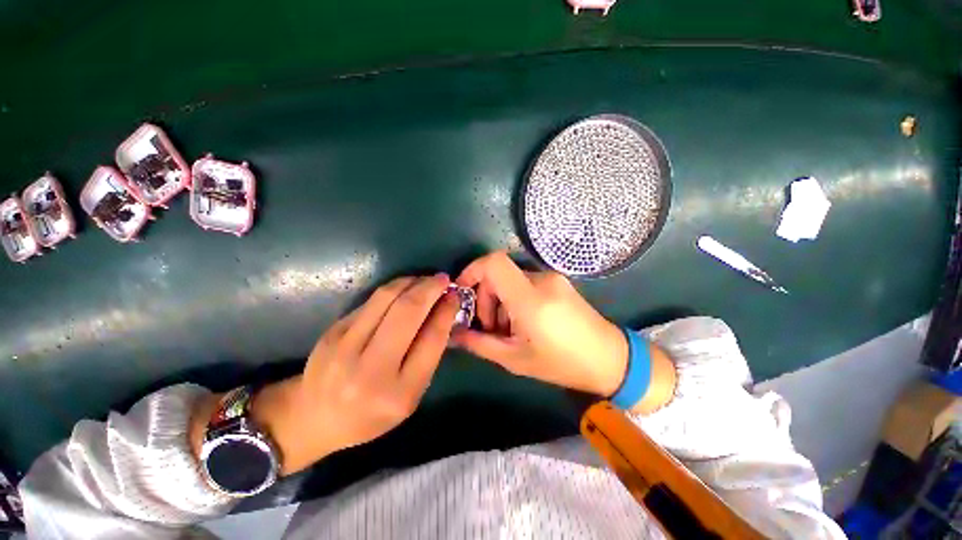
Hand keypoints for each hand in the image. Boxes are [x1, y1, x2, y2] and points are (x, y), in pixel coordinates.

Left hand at [192, 274, 460, 475]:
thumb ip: (428, 356)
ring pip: (386, 298)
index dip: (447, 311)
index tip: (455, 295)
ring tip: (425, 280)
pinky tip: (403, 288)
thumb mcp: (410, 396)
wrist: (314, 417)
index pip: (432, 338)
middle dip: (431, 288)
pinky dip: (393, 289)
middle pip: (408, 312)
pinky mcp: (332, 331)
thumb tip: (443, 312)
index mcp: (399, 393)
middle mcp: (371, 369)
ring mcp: (345, 347)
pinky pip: (370, 301)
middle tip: (444, 279)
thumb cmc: (371, 413)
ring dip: (411, 282)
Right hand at [451, 253, 629, 396]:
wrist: (610, 358)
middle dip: (486, 298)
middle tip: (490, 327)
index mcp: (530, 299)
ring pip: (511, 279)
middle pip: (499, 273)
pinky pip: (526, 282)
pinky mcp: (558, 281)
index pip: (494, 263)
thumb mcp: (515, 360)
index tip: (463, 292)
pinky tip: (523, 322)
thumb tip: (454, 333)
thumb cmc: (562, 364)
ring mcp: (552, 278)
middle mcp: (541, 280)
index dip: (472, 271)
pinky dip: (515, 298)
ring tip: (508, 329)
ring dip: (501, 301)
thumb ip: (480, 343)